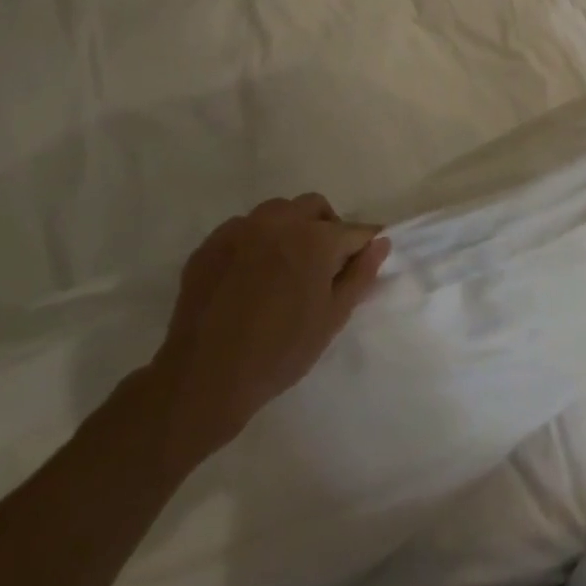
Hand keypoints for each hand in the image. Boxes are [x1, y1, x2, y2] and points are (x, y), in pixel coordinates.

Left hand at [144, 194, 389, 475]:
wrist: (205, 378)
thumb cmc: (280, 351)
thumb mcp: (333, 317)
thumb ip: (361, 274)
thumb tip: (381, 242)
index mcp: (316, 239)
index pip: (354, 230)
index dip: (362, 247)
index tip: (360, 263)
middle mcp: (280, 221)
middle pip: (315, 207)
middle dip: (326, 227)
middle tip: (321, 265)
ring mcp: (241, 229)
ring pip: (277, 211)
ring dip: (290, 228)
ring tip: (284, 266)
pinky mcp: (211, 244)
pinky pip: (243, 228)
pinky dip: (256, 241)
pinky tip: (250, 275)